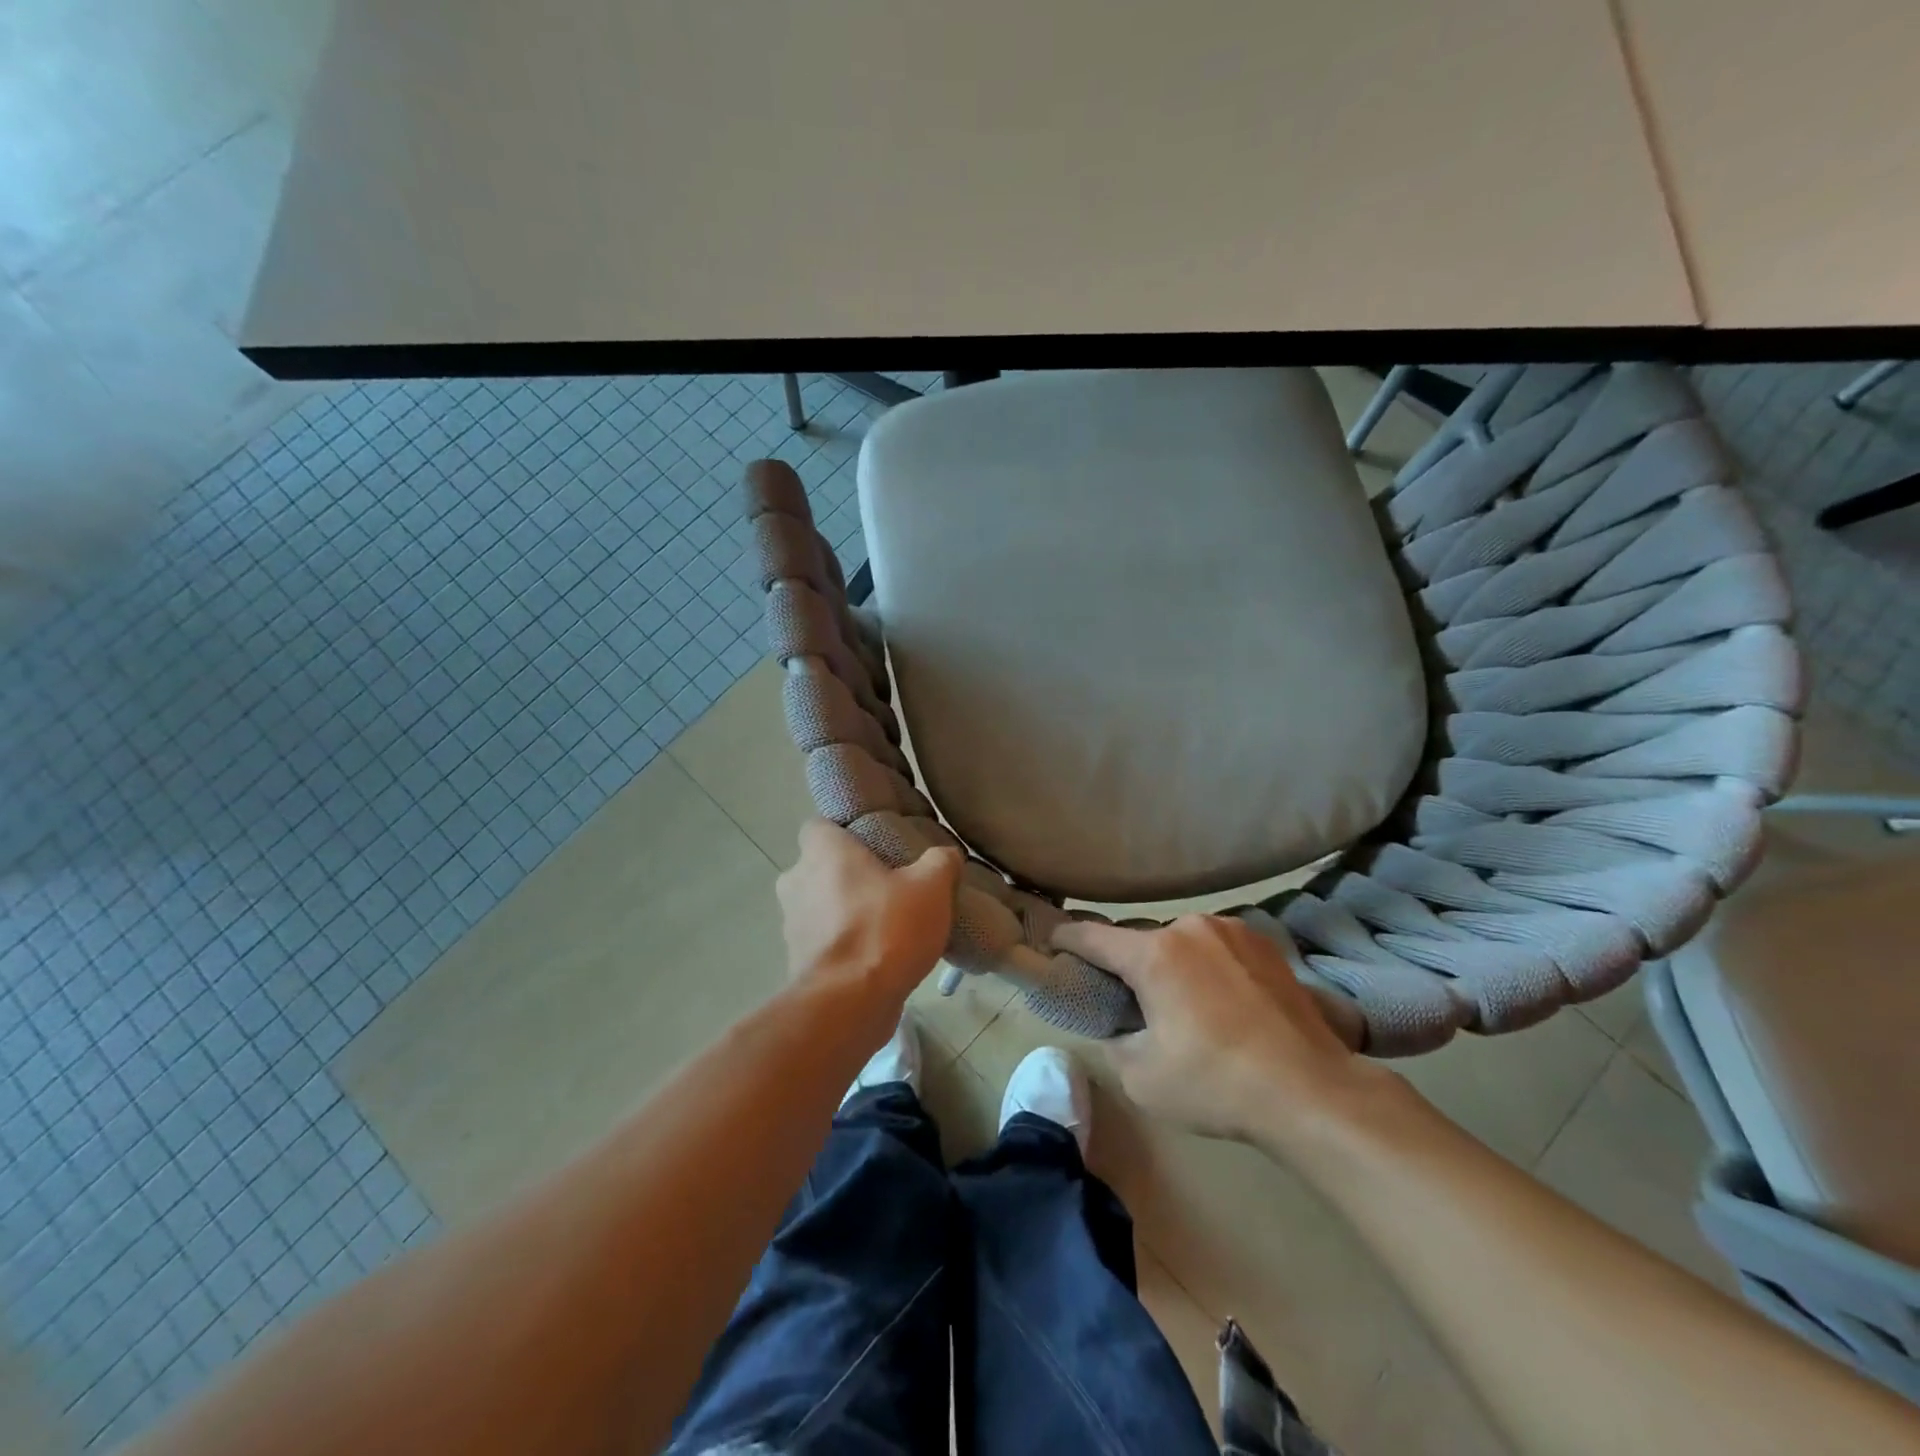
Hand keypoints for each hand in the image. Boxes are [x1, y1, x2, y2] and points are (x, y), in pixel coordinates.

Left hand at [776, 819, 962, 1013]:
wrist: (850, 1003)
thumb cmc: (886, 928)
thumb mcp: (931, 887)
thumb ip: (940, 863)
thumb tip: (947, 855)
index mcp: (822, 851)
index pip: (820, 825)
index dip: (845, 831)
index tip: (875, 843)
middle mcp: (796, 880)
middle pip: (820, 866)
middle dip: (849, 874)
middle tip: (889, 884)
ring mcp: (792, 923)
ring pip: (820, 904)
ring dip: (845, 910)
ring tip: (887, 922)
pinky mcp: (797, 960)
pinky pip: (823, 940)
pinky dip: (843, 943)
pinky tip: (877, 954)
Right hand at [1053, 915, 1387, 1144]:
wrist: (1312, 1091)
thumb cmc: (1216, 1084)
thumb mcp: (1142, 1078)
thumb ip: (1116, 1041)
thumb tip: (1122, 1025)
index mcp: (1154, 953)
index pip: (1093, 935)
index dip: (1066, 938)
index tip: (1051, 941)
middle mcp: (1191, 928)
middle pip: (1140, 940)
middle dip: (1126, 963)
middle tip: (1125, 996)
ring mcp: (1233, 931)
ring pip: (1181, 941)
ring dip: (1170, 963)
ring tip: (1180, 1001)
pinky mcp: (1266, 945)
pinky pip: (1217, 947)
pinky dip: (1206, 965)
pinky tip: (1221, 1000)